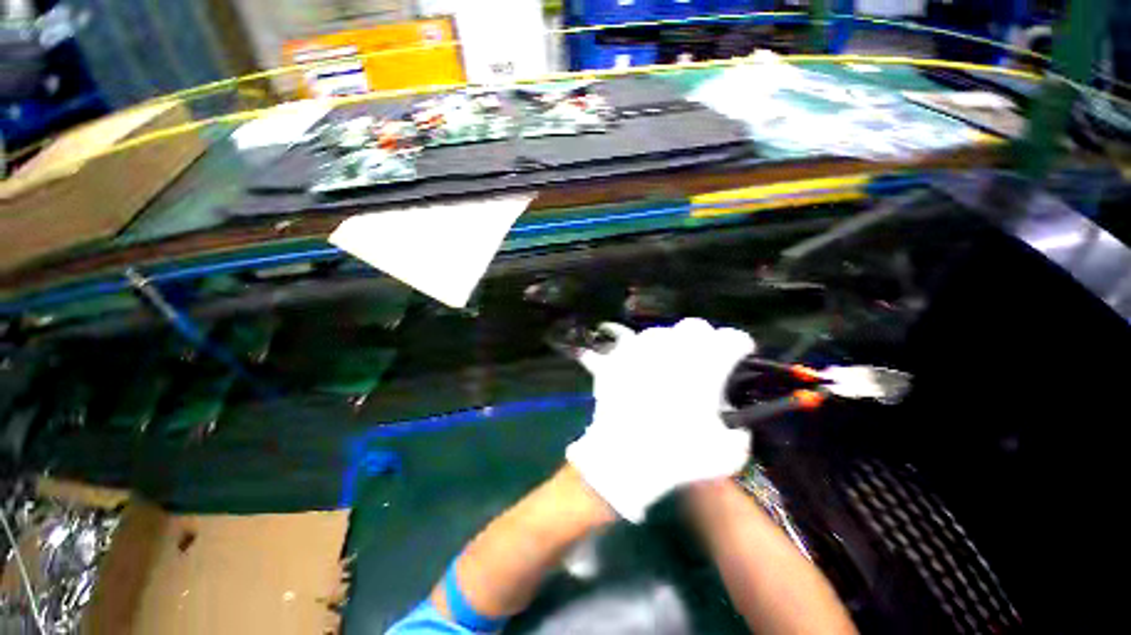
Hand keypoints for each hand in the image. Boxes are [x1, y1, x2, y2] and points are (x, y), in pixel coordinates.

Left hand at [566, 318, 754, 521]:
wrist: (624, 456)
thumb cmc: (678, 455)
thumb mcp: (728, 453)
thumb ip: (738, 428)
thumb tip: (724, 412)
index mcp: (707, 362)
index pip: (733, 338)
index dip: (739, 347)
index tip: (737, 357)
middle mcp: (674, 346)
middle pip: (695, 326)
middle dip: (704, 339)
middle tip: (701, 360)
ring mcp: (640, 347)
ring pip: (660, 332)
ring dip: (669, 344)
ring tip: (666, 365)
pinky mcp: (616, 357)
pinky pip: (629, 344)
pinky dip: (637, 353)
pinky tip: (637, 368)